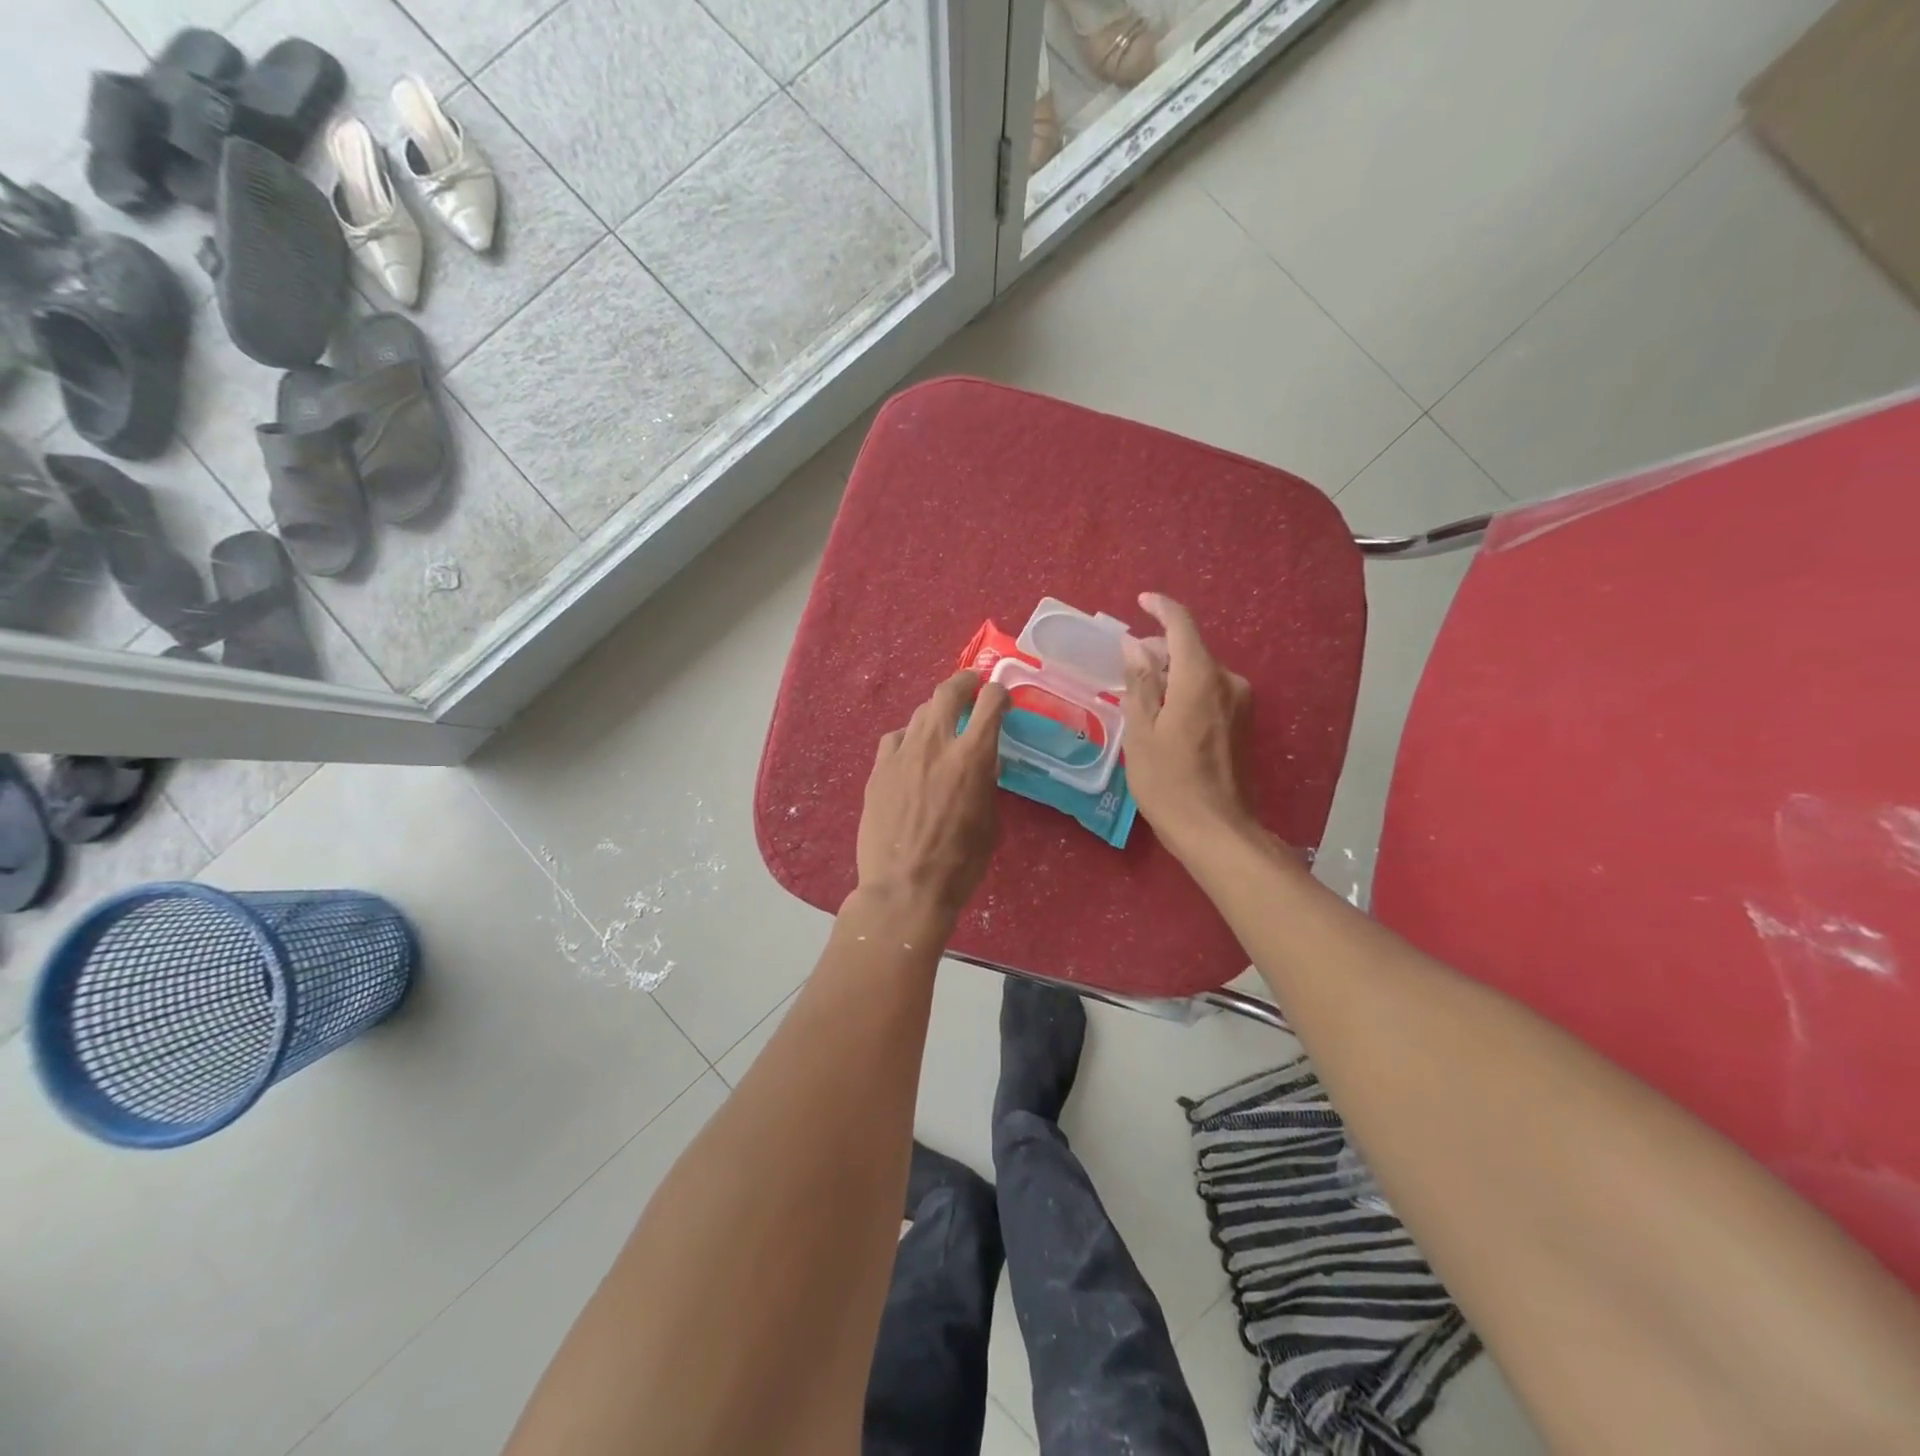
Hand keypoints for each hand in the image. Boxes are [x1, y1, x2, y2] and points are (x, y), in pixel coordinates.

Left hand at [855, 670, 1010, 927]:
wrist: (904, 889)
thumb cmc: (959, 864)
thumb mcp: (989, 822)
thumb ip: (985, 783)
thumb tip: (981, 763)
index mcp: (971, 757)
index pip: (989, 702)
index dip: (998, 693)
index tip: (1001, 698)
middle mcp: (935, 744)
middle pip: (947, 692)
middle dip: (964, 682)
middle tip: (971, 686)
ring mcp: (901, 755)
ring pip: (918, 714)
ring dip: (935, 713)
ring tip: (941, 725)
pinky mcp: (878, 771)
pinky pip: (894, 739)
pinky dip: (908, 739)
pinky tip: (910, 754)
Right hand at [1120, 592, 1255, 858]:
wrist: (1216, 830)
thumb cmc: (1168, 782)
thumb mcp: (1141, 732)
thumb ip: (1140, 683)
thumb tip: (1135, 646)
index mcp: (1199, 678)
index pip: (1182, 625)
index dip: (1160, 608)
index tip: (1141, 601)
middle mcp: (1227, 681)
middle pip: (1190, 649)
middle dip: (1158, 650)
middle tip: (1127, 669)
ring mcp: (1240, 703)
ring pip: (1200, 671)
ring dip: (1171, 674)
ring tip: (1141, 698)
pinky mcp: (1243, 722)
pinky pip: (1210, 691)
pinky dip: (1185, 691)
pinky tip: (1165, 716)